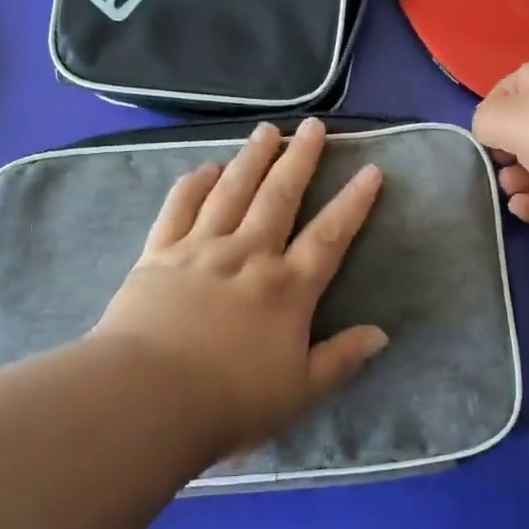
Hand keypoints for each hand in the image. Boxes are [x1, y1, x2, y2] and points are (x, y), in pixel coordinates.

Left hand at [94, 118, 387, 456]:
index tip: (370, 169)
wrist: (147, 399)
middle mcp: (248, 256)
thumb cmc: (229, 403)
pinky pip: (179, 208)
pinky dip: (193, 184)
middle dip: (300, 159)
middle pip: (280, 197)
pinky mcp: (159, 254)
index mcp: (287, 289)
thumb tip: (381, 334)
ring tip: (267, 129)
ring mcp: (201, 249)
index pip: (330, 237)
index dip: (353, 203)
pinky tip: (205, 167)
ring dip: (252, 157)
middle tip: (314, 126)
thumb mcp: (299, 392)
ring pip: (232, 191)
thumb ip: (340, 360)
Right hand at [472, 59, 528, 239]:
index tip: (478, 131)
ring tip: (509, 186)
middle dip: (504, 149)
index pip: (514, 85)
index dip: (492, 106)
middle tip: (493, 164)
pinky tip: (520, 209)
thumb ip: (485, 121)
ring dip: (517, 179)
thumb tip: (487, 130)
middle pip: (527, 130)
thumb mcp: (508, 117)